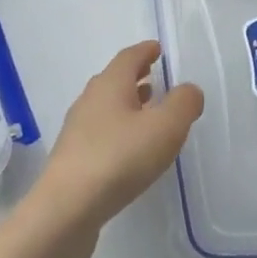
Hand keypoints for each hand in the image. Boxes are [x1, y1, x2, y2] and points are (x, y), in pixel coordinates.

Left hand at [28, 40, 204, 237]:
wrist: (67, 208)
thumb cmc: (119, 158)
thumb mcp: (165, 128)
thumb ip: (183, 104)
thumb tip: (189, 89)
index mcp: (110, 84)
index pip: (128, 57)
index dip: (145, 51)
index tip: (157, 49)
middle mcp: (89, 100)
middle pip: (114, 80)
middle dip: (136, 77)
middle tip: (155, 78)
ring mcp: (77, 130)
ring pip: (106, 107)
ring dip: (127, 105)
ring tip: (148, 113)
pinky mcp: (73, 158)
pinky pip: (101, 133)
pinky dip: (119, 130)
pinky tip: (130, 150)